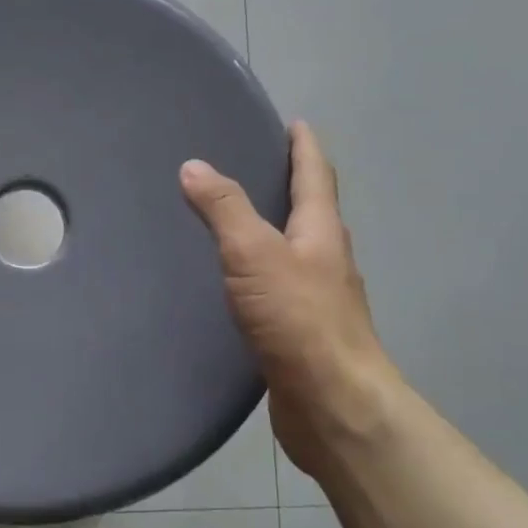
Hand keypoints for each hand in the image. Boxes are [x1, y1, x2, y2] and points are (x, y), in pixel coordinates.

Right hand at [180, 122, 402, 478]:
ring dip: (273, 231)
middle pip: (310, 211)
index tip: (294, 123)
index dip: (305, 146)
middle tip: (252, 166)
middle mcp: (326, 260)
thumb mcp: (254, 254)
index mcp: (321, 232)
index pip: (315, 175)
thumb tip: (194, 166)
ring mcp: (317, 299)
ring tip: (235, 221)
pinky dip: (260, 274)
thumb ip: (225, 210)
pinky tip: (236, 285)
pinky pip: (278, 289)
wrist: (333, 404)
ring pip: (294, 252)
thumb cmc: (299, 320)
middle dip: (289, 185)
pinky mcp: (301, 333)